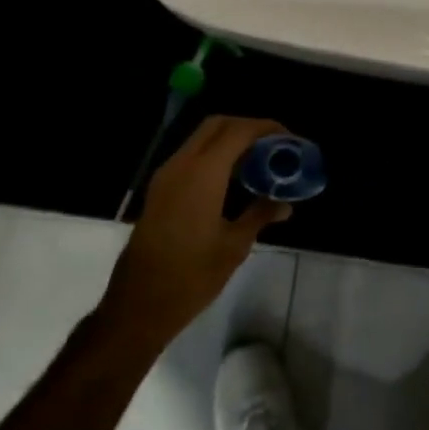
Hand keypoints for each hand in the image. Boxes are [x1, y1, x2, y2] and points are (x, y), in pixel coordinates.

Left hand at [102, 116, 293, 348]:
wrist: (138, 305)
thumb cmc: (191, 276)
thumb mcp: (234, 246)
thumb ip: (260, 215)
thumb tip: (285, 204)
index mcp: (203, 174)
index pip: (238, 131)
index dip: (267, 128)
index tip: (290, 139)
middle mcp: (181, 164)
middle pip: (217, 124)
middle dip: (248, 127)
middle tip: (274, 145)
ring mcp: (166, 175)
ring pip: (201, 138)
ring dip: (230, 140)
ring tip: (259, 160)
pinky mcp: (159, 189)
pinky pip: (191, 156)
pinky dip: (214, 154)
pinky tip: (233, 178)